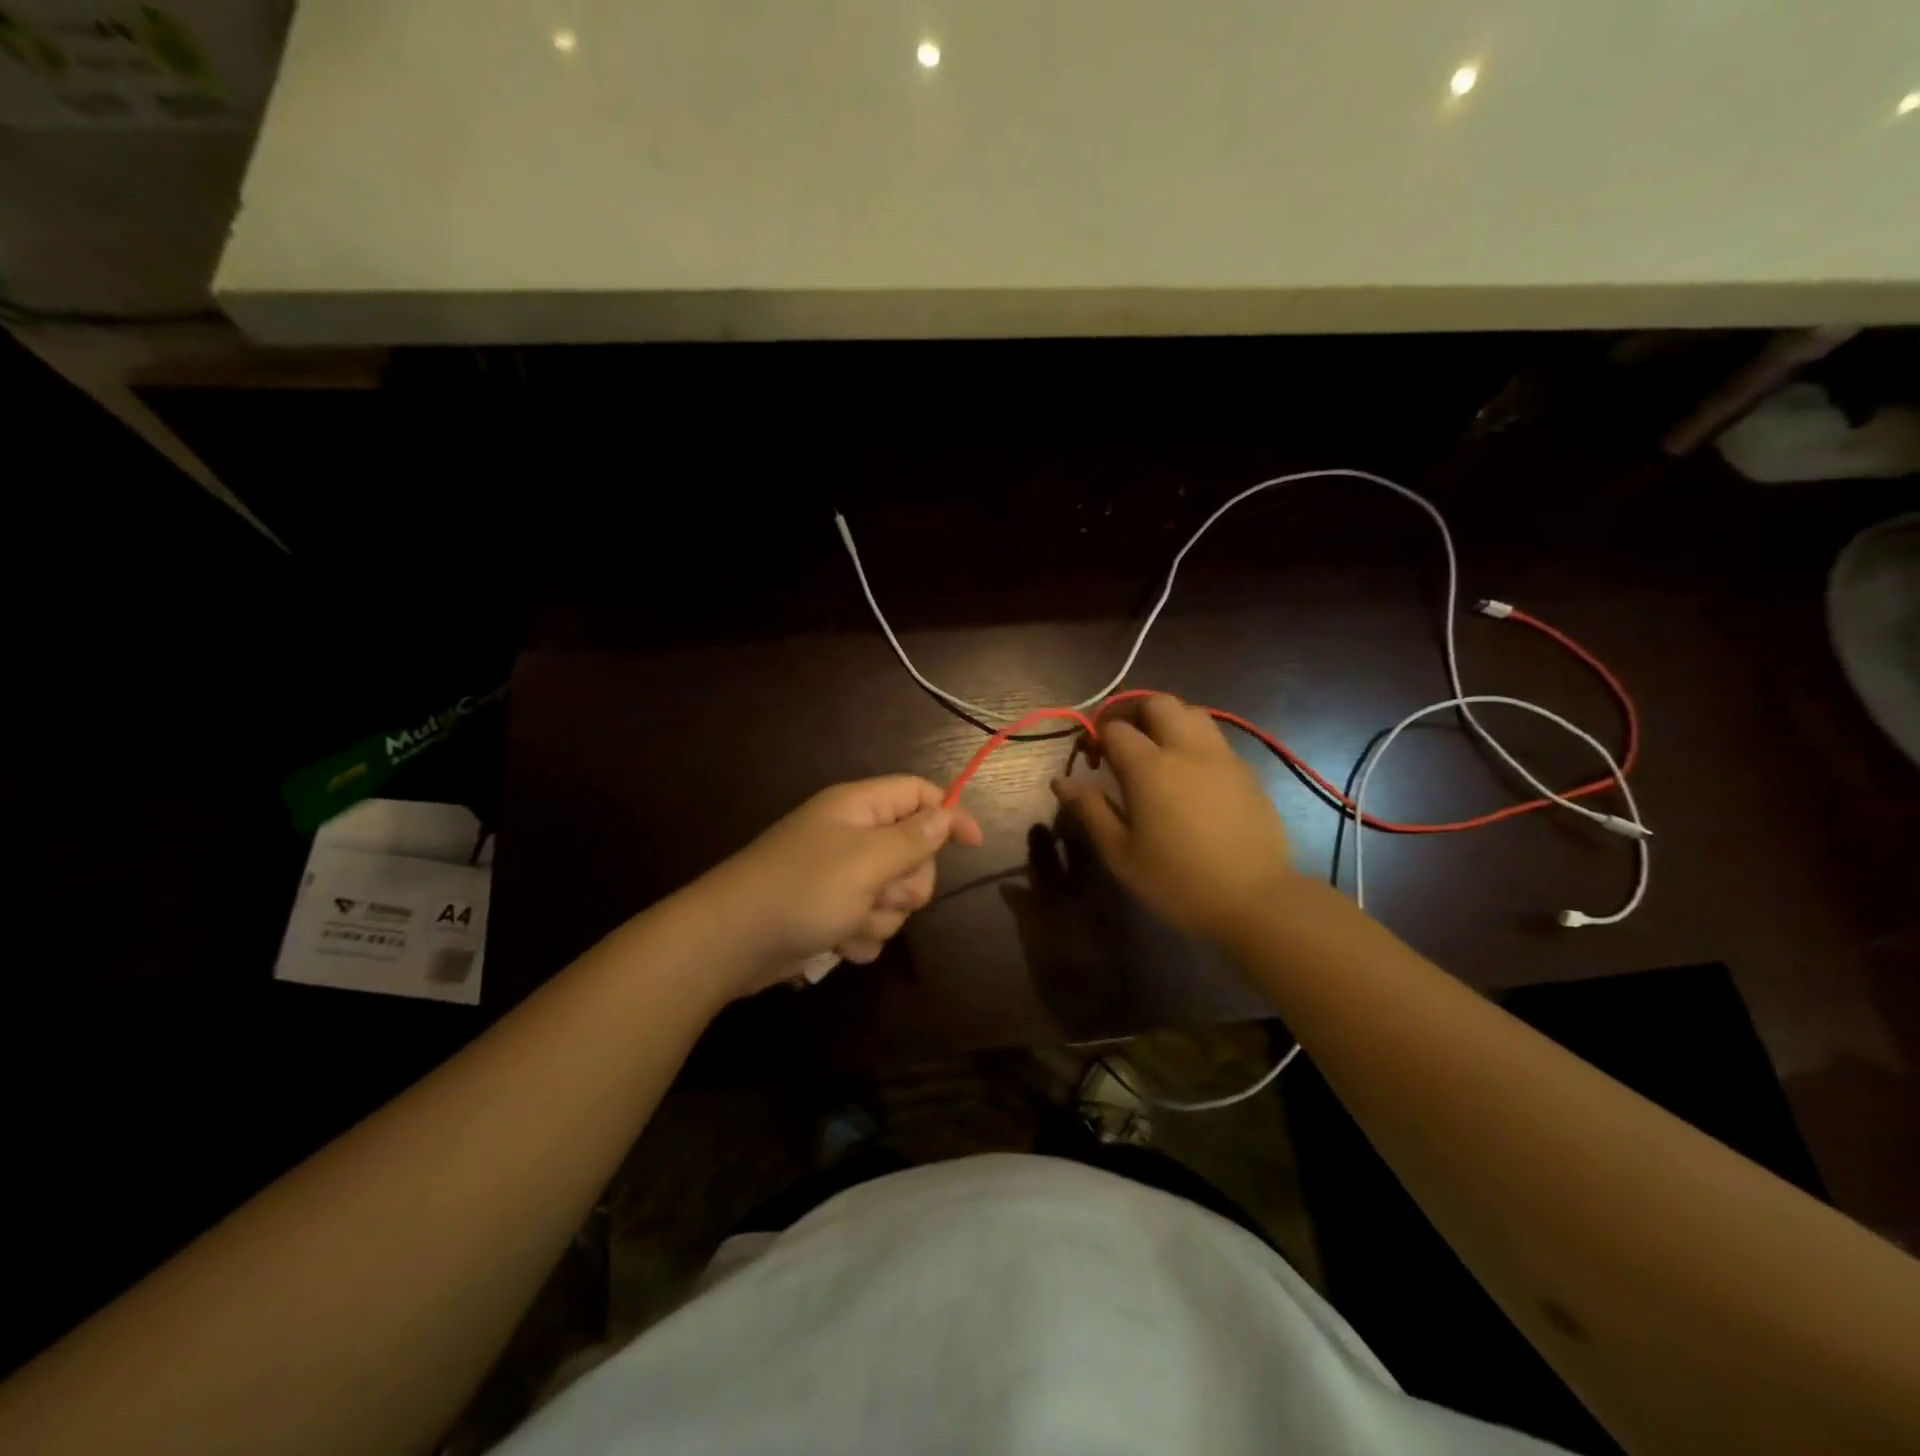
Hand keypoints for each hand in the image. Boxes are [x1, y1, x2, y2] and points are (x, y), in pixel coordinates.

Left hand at [709, 776, 982, 986]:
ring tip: (848, 923)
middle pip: (913, 851)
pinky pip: (869, 922)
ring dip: (880, 916)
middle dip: (907, 882)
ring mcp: (839, 876)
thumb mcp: (867, 860)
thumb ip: (913, 838)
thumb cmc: (802, 890)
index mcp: (857, 808)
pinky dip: (859, 936)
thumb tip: (946, 815)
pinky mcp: (829, 911)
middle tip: (882, 894)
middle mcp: (850, 836)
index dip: (948, 813)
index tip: (973, 845)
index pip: (917, 794)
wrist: (729, 943)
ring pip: (893, 895)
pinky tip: (838, 945)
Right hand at [1051, 695, 1294, 944]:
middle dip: (1132, 712)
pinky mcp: (1246, 771)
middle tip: (1120, 741)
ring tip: (1155, 749)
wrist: (1253, 900)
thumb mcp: (1120, 853)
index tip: (1090, 761)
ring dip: (1166, 719)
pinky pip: (1214, 738)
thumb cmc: (1177, 881)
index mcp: (1150, 767)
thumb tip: (1061, 782)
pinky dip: (1193, 740)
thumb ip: (1090, 810)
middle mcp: (1187, 749)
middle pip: (1157, 702)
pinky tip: (1189, 773)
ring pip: (1191, 712)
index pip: (1114, 728)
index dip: (1096, 736)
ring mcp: (1222, 757)